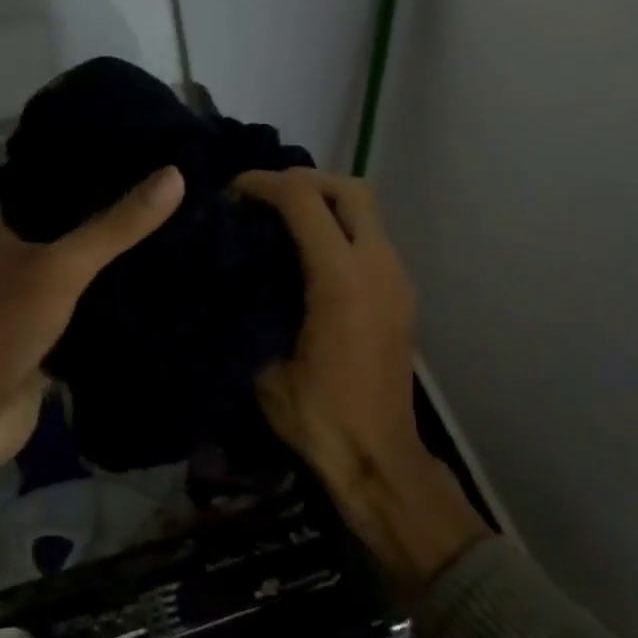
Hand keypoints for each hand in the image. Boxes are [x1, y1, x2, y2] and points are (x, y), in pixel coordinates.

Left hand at [0, 167, 184, 480]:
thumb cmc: (3, 328)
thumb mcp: (61, 268)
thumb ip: (115, 226)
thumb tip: (174, 175)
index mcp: (11, 227)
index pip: (58, 180)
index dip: (98, 162)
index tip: (150, 148)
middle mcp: (24, 256)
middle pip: (79, 224)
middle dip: (123, 211)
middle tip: (182, 188)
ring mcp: (41, 297)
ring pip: (91, 268)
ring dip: (127, 256)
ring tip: (185, 227)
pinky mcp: (58, 335)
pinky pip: (98, 307)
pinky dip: (125, 298)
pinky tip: (166, 284)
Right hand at [234, 169, 487, 593]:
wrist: (378, 457)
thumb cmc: (318, 417)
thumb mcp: (265, 367)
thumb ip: (252, 312)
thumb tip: (233, 280)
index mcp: (341, 279)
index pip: (304, 200)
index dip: (265, 184)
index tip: (234, 192)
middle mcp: (378, 267)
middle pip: (350, 189)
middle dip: (306, 181)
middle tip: (267, 198)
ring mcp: (397, 280)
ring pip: (368, 213)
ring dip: (328, 205)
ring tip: (284, 222)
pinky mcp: (403, 297)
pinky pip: (374, 241)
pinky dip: (343, 231)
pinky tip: (312, 257)